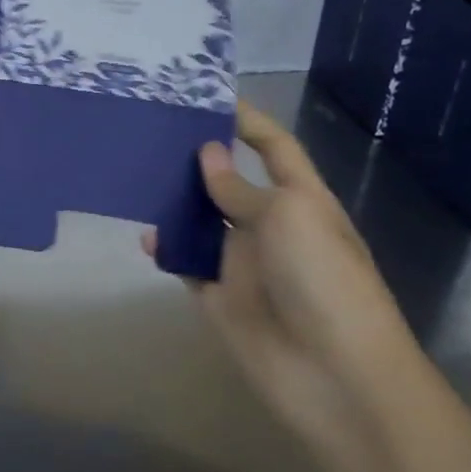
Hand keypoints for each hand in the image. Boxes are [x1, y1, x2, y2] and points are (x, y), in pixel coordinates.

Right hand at [146, 99, 424, 452]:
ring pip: (201, 221)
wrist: (334, 375)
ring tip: (136, 173)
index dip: (248, 121)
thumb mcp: (287, 218)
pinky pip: (185, 262)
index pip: (275, 148)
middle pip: (229, 182)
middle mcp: (270, 225)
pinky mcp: (217, 295)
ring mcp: (242, 262)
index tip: (209, 95)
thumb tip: (206, 155)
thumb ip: (240, 188)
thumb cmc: (323, 281)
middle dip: (198, 158)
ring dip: (175, 201)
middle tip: (152, 131)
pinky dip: (166, 248)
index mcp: (301, 200)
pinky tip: (145, 236)